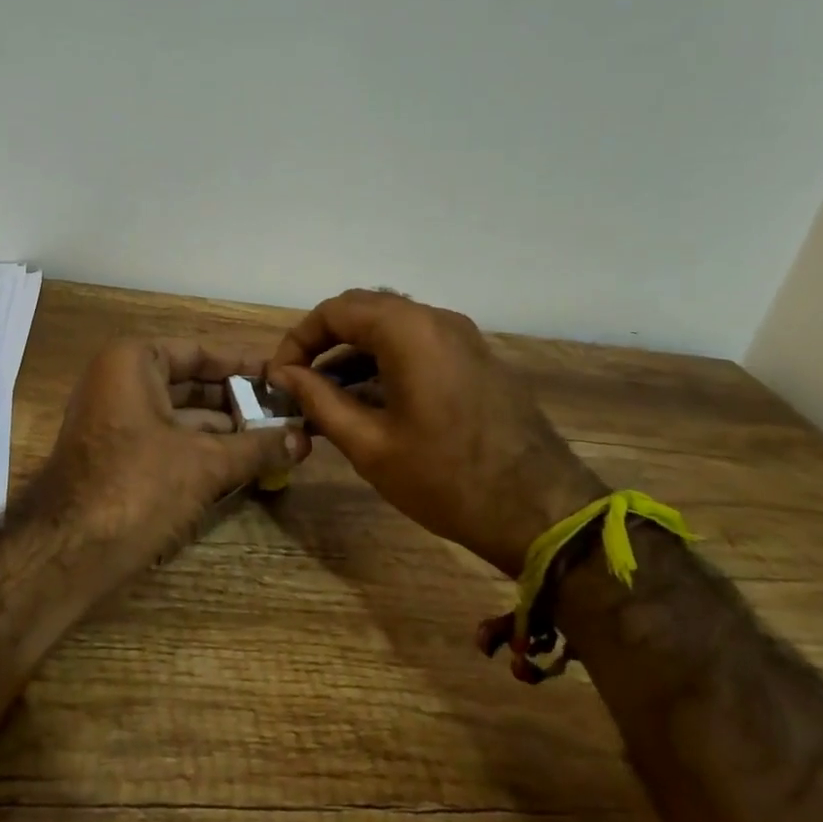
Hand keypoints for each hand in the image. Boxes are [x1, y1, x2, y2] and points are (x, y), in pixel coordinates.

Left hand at [19, 337, 309, 577]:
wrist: (66, 550)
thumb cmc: (137, 486)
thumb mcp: (205, 463)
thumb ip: (256, 447)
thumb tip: (304, 440)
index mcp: (133, 361)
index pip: (200, 352)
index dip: (244, 366)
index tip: (282, 377)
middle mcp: (118, 380)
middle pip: (190, 383)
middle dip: (238, 402)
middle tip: (286, 414)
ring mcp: (113, 418)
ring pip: (179, 416)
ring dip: (224, 430)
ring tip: (275, 441)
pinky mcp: (114, 455)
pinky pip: (165, 440)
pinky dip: (200, 450)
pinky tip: (241, 465)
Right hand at [266, 290, 604, 576]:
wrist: (543, 511)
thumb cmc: (447, 480)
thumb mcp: (370, 445)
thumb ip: (319, 400)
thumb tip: (284, 375)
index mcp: (408, 331)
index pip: (335, 311)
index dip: (298, 339)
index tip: (279, 376)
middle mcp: (436, 320)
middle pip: (362, 310)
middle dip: (323, 342)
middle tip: (298, 382)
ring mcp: (462, 337)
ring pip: (390, 326)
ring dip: (353, 352)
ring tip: (326, 396)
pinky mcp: (476, 359)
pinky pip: (417, 343)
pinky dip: (384, 360)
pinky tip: (368, 400)